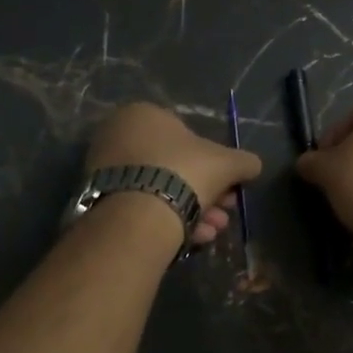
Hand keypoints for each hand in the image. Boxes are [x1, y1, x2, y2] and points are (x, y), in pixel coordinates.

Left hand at [85, 103, 261, 246]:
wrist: (139, 213)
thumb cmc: (184, 171)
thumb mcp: (226, 163)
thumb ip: (243, 161)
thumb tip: (254, 165)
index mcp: (143, 114)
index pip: (188, 137)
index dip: (216, 165)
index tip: (230, 188)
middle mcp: (118, 135)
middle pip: (175, 167)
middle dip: (206, 193)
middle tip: (225, 213)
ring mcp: (105, 169)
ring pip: (160, 189)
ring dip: (192, 210)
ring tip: (213, 231)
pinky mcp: (99, 201)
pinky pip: (142, 207)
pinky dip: (168, 220)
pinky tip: (192, 239)